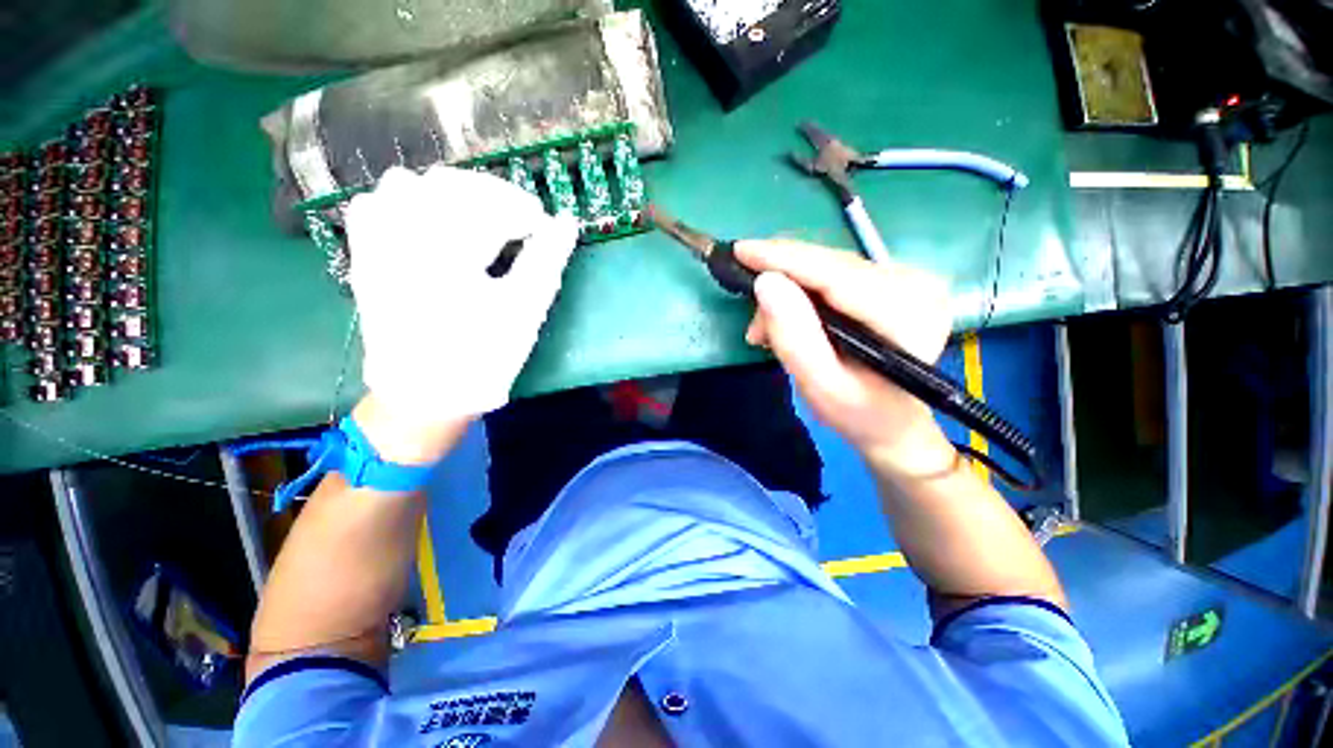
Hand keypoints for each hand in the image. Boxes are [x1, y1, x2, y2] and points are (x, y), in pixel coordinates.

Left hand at [345, 166, 578, 432]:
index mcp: (446, 254)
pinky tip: (431, 221)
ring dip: (452, 194)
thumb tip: (566, 222)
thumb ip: (546, 261)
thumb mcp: (524, 312)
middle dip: (494, 197)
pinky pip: (377, 204)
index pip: (489, 206)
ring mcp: (375, 244)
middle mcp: (401, 238)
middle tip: (522, 221)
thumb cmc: (482, 358)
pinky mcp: (366, 255)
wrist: (425, 395)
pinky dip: (408, 200)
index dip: (525, 211)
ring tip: (481, 218)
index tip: (547, 228)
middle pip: (450, 186)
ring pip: (409, 184)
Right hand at [736, 241, 955, 475]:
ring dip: (787, 290)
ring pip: (827, 266)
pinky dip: (801, 291)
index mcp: (906, 314)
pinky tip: (786, 317)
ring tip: (764, 329)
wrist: (893, 422)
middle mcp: (915, 284)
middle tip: (751, 318)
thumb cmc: (858, 412)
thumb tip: (765, 283)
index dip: (783, 259)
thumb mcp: (820, 385)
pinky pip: (833, 273)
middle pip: (829, 265)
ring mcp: (906, 278)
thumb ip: (794, 337)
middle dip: (779, 281)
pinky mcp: (891, 281)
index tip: (739, 251)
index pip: (834, 273)